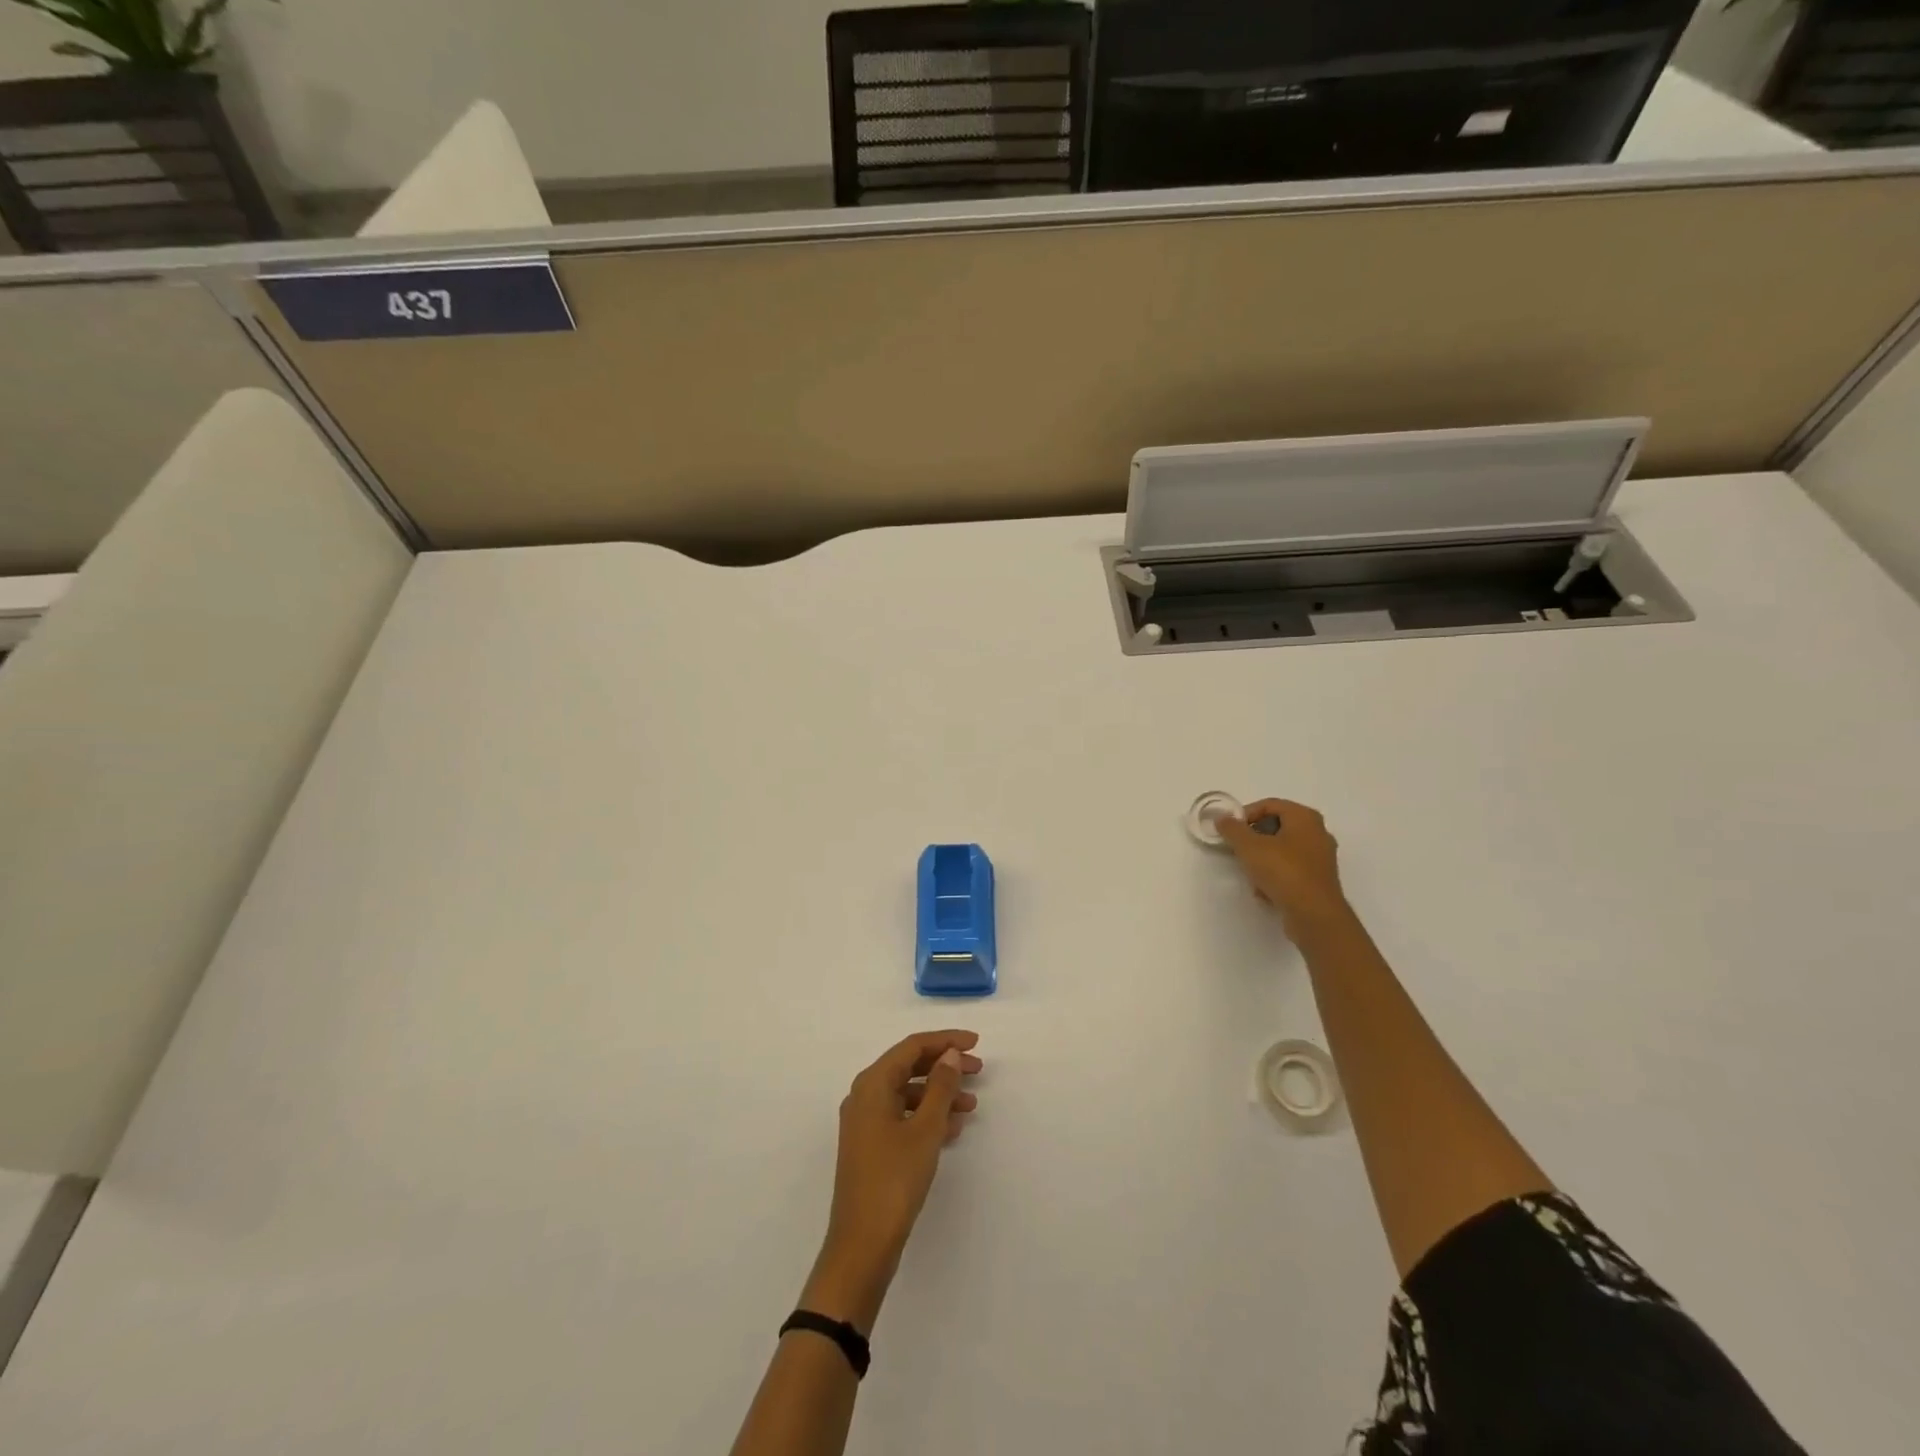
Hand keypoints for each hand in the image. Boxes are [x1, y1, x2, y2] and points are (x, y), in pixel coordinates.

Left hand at [803, 1030, 981, 1331]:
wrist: (862, 1245)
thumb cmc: (894, 1179)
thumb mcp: (925, 1129)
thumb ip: (940, 1087)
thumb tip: (950, 1054)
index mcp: (871, 1084)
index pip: (912, 1047)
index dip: (945, 1040)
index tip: (976, 1042)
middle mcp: (864, 1096)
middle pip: (908, 1067)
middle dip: (944, 1066)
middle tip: (978, 1069)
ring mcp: (865, 1122)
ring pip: (907, 1093)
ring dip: (939, 1094)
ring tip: (971, 1104)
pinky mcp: (870, 1146)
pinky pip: (903, 1116)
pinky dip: (927, 1116)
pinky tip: (953, 1128)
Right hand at [1215, 798, 1351, 935]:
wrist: (1314, 914)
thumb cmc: (1283, 871)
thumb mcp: (1249, 846)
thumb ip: (1232, 829)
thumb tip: (1222, 818)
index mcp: (1305, 817)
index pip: (1270, 804)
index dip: (1246, 814)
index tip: (1230, 831)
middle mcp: (1318, 833)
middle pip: (1277, 827)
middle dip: (1254, 838)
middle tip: (1238, 850)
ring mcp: (1321, 858)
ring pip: (1283, 851)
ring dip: (1263, 859)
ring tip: (1250, 873)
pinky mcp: (1319, 881)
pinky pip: (1291, 870)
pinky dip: (1276, 876)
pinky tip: (1264, 891)